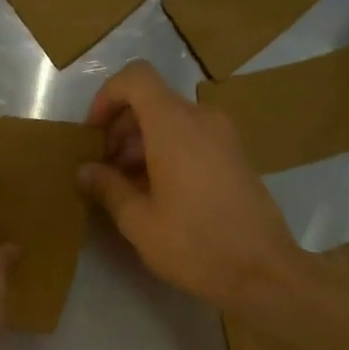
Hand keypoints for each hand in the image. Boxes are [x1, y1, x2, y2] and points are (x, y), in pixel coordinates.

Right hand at [79, 61, 302, 312]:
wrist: (263, 271)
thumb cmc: (194, 244)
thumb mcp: (139, 220)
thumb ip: (108, 187)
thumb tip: (85, 170)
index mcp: (174, 125)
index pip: (135, 78)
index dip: (107, 97)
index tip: (93, 134)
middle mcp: (202, 118)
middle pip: (153, 100)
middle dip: (121, 128)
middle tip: (105, 169)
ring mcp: (224, 136)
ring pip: (172, 120)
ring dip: (143, 143)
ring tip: (127, 186)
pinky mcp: (236, 156)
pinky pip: (193, 137)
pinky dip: (168, 151)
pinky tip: (158, 193)